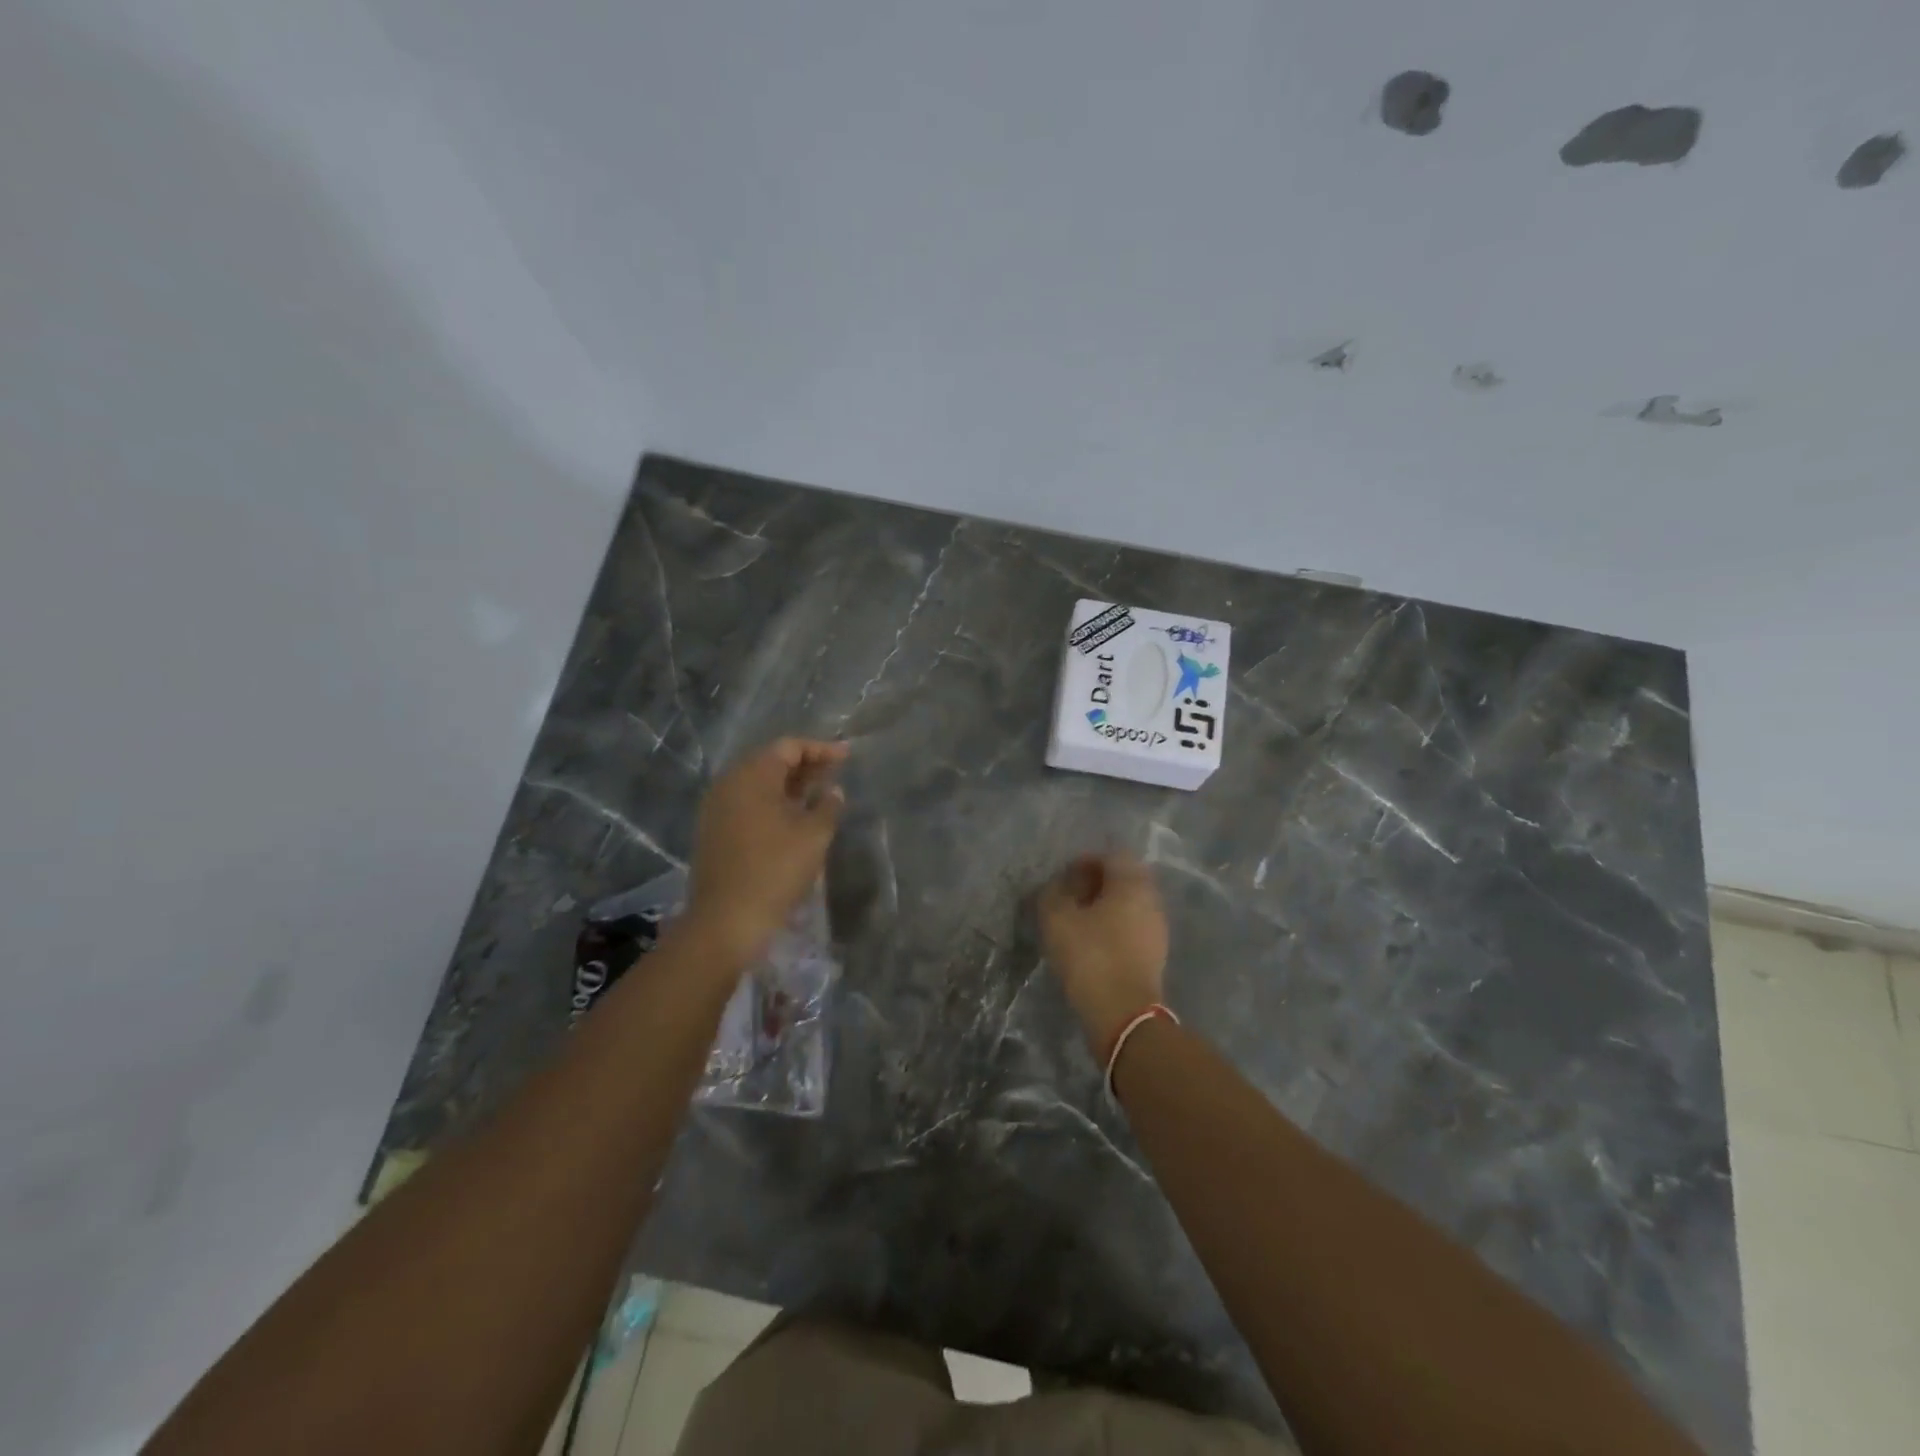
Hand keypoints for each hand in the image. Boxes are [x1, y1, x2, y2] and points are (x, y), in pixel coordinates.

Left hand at [684, 738, 847, 966]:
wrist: (726, 920)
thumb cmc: (775, 870)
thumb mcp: (813, 836)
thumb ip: (828, 806)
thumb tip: (833, 791)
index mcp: (752, 776)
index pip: (788, 747)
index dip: (820, 749)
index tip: (846, 757)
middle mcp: (729, 784)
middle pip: (770, 762)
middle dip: (805, 765)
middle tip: (834, 773)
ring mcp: (717, 808)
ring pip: (758, 784)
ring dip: (789, 785)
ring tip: (818, 794)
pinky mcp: (714, 831)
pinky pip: (747, 803)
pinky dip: (773, 802)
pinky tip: (793, 817)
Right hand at [1037, 853, 1168, 1054]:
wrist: (1124, 1015)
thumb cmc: (1091, 957)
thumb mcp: (1057, 919)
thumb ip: (1052, 893)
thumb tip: (1057, 886)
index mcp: (1132, 883)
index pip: (1111, 855)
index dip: (1084, 861)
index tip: (1063, 879)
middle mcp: (1151, 899)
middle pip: (1124, 878)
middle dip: (1095, 883)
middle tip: (1068, 898)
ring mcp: (1157, 928)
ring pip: (1129, 904)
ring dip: (1104, 906)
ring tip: (1076, 922)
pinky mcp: (1155, 954)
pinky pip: (1132, 927)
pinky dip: (1112, 927)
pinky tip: (1091, 943)